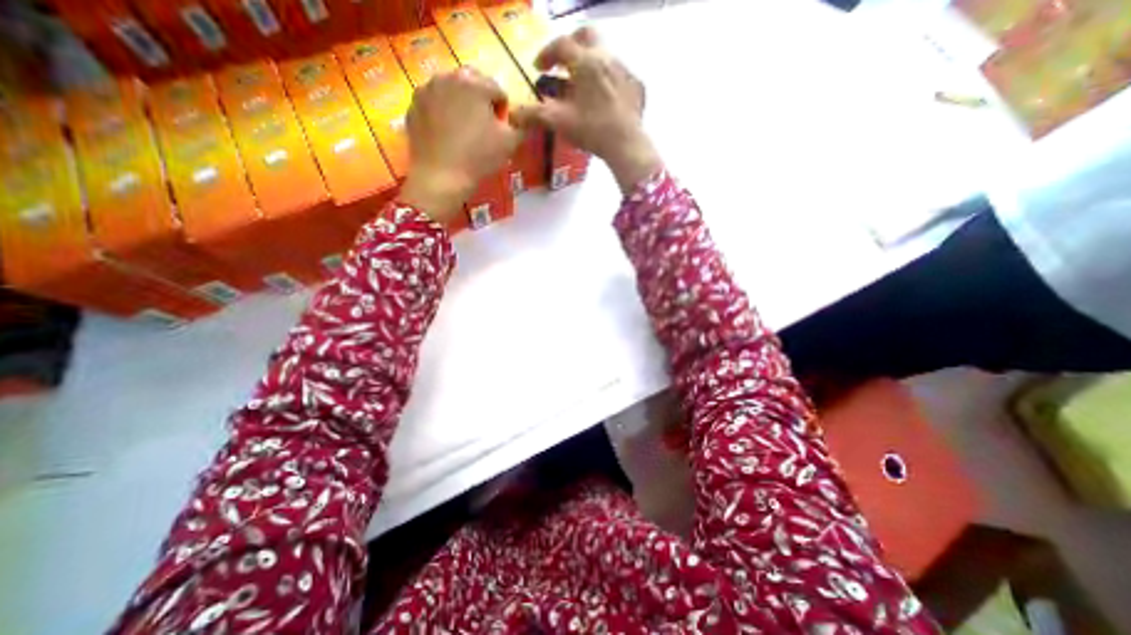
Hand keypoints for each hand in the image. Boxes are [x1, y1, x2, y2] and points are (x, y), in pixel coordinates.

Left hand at [399, 67, 523, 224]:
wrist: (441, 178)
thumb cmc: (478, 158)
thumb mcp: (510, 143)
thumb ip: (521, 125)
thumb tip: (524, 119)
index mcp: (475, 83)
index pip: (497, 90)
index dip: (503, 110)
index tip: (501, 129)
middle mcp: (448, 77)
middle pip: (472, 83)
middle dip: (480, 101)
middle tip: (483, 127)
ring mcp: (426, 90)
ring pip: (451, 91)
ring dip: (460, 104)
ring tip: (463, 131)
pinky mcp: (413, 106)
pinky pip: (433, 103)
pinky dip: (442, 112)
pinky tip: (446, 134)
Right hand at [509, 27, 658, 193]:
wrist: (626, 144)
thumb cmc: (591, 129)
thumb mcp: (559, 122)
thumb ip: (534, 115)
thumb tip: (513, 115)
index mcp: (585, 61)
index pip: (561, 44)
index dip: (546, 54)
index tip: (538, 67)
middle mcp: (606, 57)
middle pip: (587, 35)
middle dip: (571, 44)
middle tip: (563, 62)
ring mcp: (625, 70)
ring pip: (605, 54)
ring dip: (590, 63)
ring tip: (583, 85)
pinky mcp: (637, 86)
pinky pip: (620, 75)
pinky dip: (608, 81)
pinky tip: (604, 98)